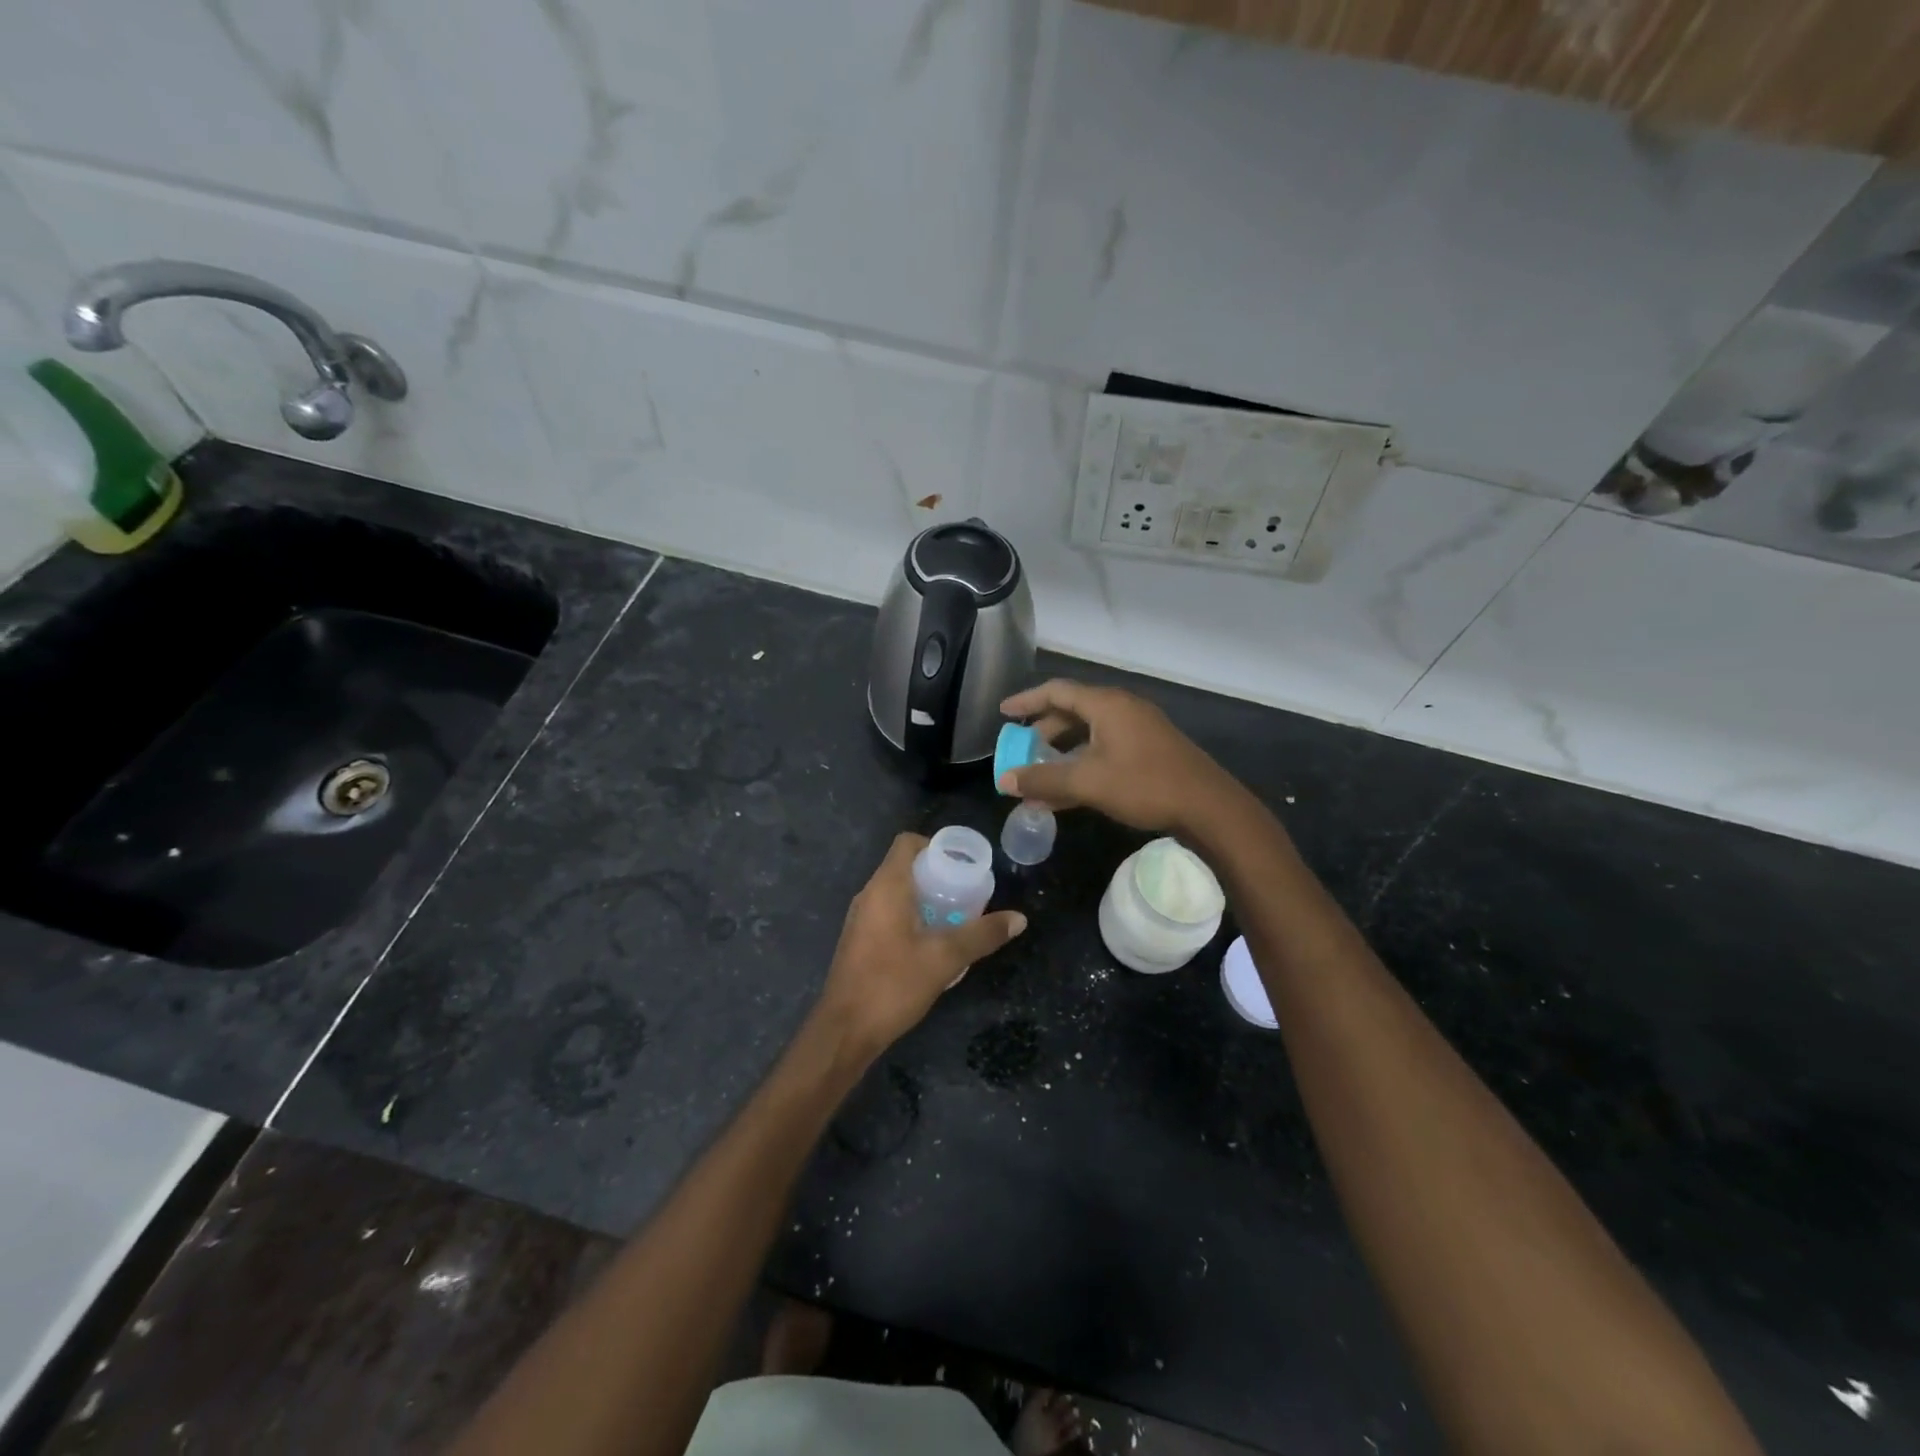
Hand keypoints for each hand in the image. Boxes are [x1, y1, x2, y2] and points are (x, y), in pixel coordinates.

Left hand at [814, 833, 1025, 1055]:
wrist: (845, 1030)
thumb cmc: (893, 984)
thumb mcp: (945, 958)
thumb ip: (982, 935)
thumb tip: (1019, 919)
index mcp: (886, 887)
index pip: (907, 843)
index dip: (936, 845)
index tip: (962, 864)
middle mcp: (869, 895)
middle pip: (905, 867)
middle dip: (937, 875)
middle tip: (967, 892)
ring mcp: (861, 919)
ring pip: (897, 893)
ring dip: (926, 898)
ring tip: (956, 916)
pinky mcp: (859, 941)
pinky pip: (889, 913)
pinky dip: (912, 916)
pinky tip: (933, 942)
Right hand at [998, 679, 1242, 835]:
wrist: (1208, 807)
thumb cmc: (1144, 785)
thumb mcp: (1088, 782)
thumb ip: (1043, 779)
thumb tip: (1005, 780)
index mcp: (1106, 705)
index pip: (1057, 691)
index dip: (1027, 700)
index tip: (1003, 712)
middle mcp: (1122, 709)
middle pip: (1073, 711)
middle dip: (1043, 731)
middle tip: (1021, 749)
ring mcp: (1138, 730)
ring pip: (1089, 734)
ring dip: (1062, 753)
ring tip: (1040, 774)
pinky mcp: (1149, 751)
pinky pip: (1104, 749)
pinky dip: (1082, 764)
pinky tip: (1069, 792)